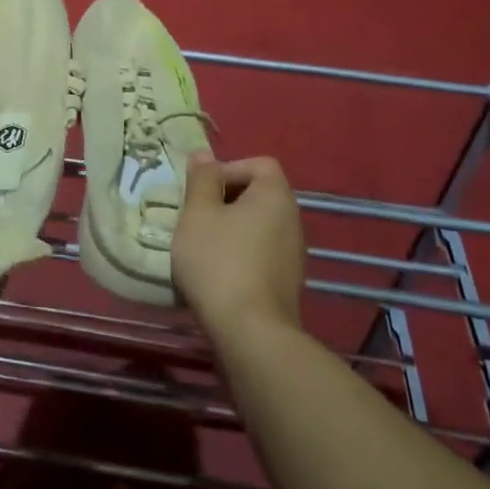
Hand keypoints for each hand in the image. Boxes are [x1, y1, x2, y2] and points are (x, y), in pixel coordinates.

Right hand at [173, 154, 305, 338]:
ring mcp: (293, 254)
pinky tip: (216, 274)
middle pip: (258, 194)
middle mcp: (292, 220)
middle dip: (225, 199)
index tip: (202, 190)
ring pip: (257, 225)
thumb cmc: (219, 261)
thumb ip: (201, 180)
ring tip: (201, 246)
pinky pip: (261, 253)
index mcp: (275, 196)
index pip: (259, 164)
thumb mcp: (198, 213)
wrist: (250, 333)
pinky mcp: (287, 283)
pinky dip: (240, 254)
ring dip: (230, 229)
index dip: (228, 168)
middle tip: (195, 216)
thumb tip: (204, 154)